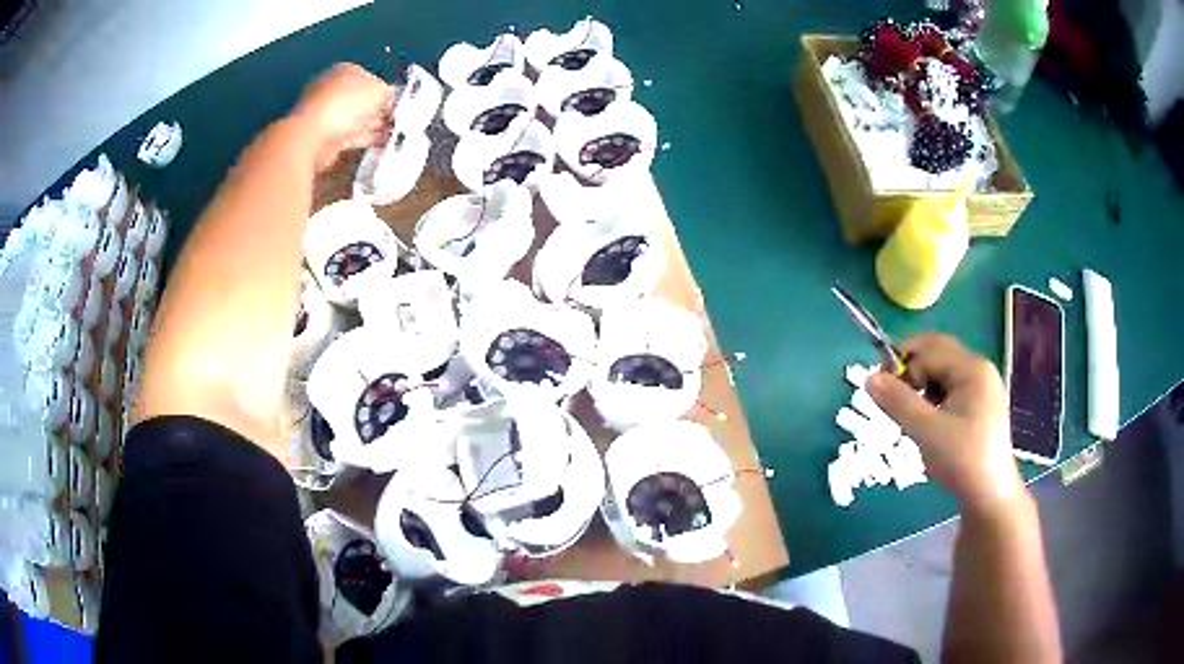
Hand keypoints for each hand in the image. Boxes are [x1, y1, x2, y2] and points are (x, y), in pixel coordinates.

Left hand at [290, 63, 394, 171]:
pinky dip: (363, 138)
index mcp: (345, 70)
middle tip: (398, 121)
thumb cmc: (345, 104)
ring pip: (356, 119)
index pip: (370, 78)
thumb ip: (389, 93)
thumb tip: (392, 100)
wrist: (312, 136)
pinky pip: (349, 136)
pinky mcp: (323, 136)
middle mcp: (332, 88)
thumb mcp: (379, 91)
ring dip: (372, 126)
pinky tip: (377, 144)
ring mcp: (325, 114)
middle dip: (379, 110)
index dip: (386, 91)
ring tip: (392, 135)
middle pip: (361, 99)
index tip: (400, 104)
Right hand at [866, 334, 1025, 517]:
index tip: (881, 390)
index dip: (902, 363)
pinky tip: (929, 424)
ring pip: (943, 373)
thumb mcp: (926, 431)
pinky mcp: (982, 406)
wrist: (990, 496)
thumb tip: (869, 377)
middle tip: (894, 400)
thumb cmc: (961, 460)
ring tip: (911, 417)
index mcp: (972, 369)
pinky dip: (934, 399)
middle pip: (938, 355)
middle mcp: (980, 370)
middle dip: (912, 373)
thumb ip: (898, 402)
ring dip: (922, 387)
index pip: (929, 349)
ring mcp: (983, 388)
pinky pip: (951, 389)